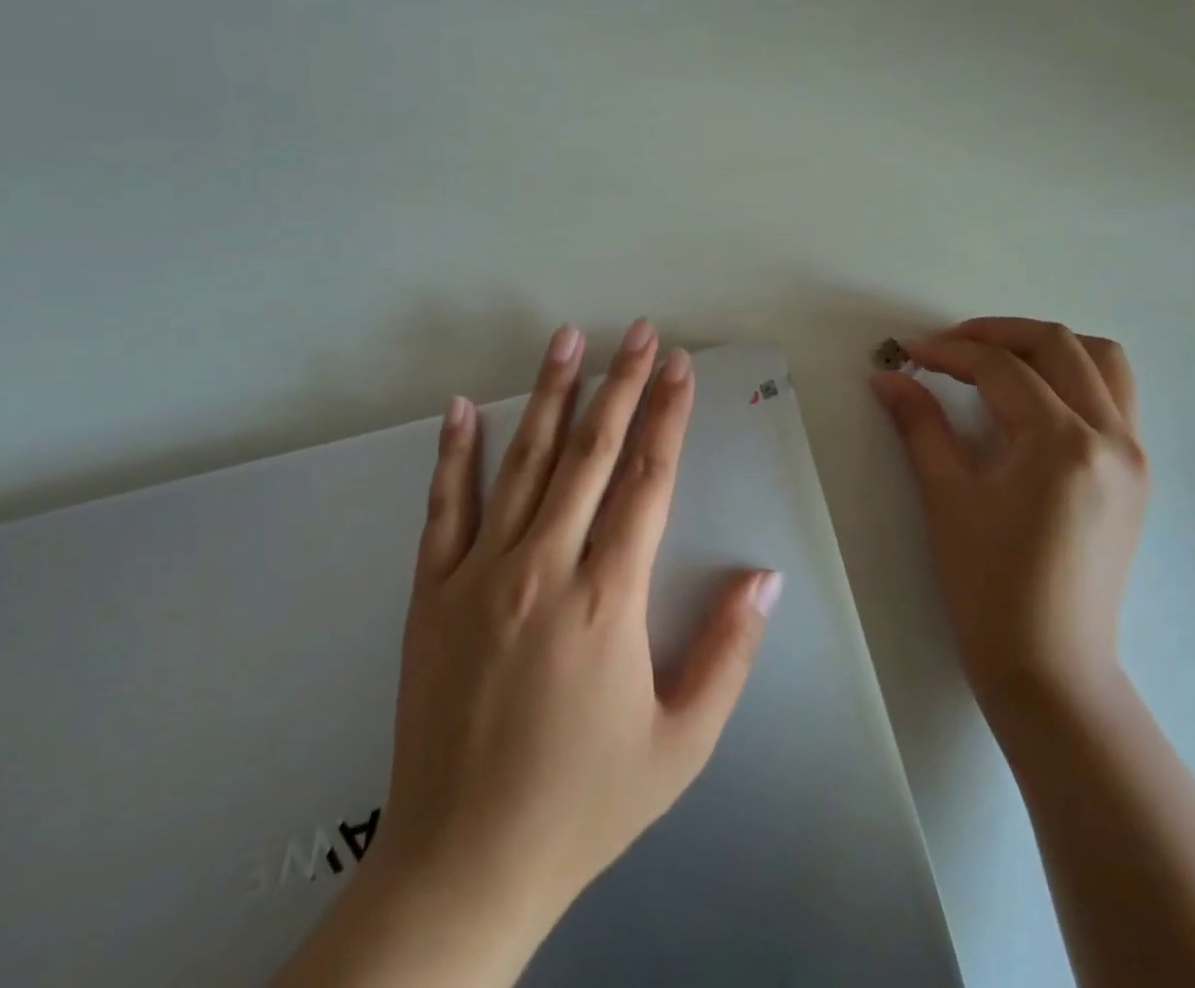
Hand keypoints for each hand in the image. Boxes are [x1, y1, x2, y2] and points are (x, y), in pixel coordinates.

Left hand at [364, 320, 779, 981]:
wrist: (464, 863)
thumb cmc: (584, 802)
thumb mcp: (680, 743)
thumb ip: (727, 653)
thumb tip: (764, 578)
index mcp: (607, 599)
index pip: (647, 481)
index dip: (669, 417)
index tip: (680, 368)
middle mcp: (544, 567)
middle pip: (590, 453)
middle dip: (621, 384)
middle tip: (639, 332)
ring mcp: (479, 573)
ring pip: (522, 462)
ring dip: (548, 394)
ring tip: (566, 340)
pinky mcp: (430, 592)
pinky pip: (444, 507)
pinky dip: (454, 452)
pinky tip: (461, 407)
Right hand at [868, 317, 1146, 717]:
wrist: (1049, 666)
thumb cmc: (989, 586)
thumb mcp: (946, 497)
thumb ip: (918, 425)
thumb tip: (887, 376)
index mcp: (1062, 443)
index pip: (1001, 368)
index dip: (949, 352)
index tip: (909, 353)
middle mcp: (1110, 437)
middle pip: (1059, 345)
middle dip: (997, 333)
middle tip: (948, 346)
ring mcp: (1133, 456)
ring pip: (1103, 363)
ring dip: (1047, 347)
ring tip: (996, 362)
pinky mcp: (1136, 475)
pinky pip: (1114, 397)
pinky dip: (1074, 377)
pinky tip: (1031, 400)